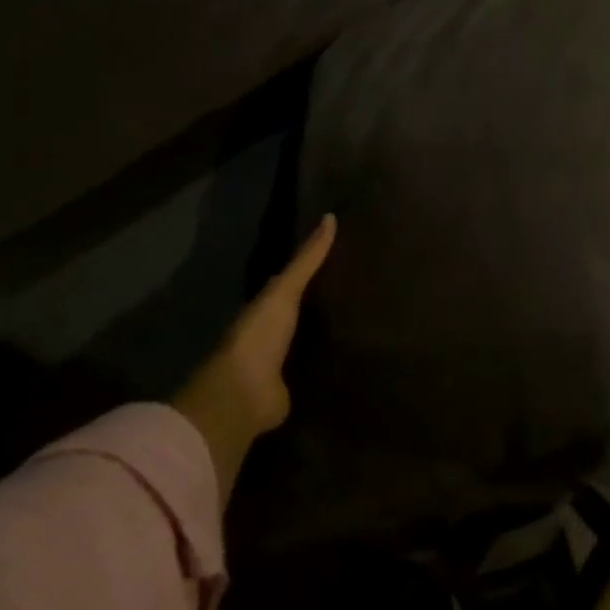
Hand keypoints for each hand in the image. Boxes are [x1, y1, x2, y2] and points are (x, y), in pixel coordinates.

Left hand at [171, 215, 335, 486]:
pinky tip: (355, 355)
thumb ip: (307, 260)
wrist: (244, 393)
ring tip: (364, 319)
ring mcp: (281, 363)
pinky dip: (330, 362)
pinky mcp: (294, 388)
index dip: (311, 270)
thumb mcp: (284, 290)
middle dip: (322, 302)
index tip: (342, 257)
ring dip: (327, 333)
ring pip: (309, 339)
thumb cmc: (260, 335)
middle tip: (360, 286)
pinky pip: (317, 368)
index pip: (290, 283)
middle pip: (301, 312)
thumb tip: (330, 216)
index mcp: (265, 307)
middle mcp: (272, 333)